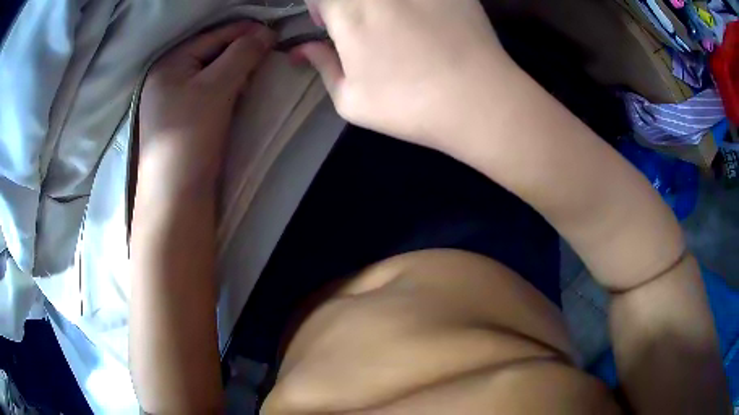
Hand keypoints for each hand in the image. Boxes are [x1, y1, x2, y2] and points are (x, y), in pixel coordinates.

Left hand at [139, 21, 275, 194]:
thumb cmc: (190, 135)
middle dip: (239, 52)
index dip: (244, 31)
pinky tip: (236, 93)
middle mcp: (166, 78)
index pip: (213, 36)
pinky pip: (206, 93)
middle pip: (210, 54)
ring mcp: (170, 101)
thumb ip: (242, 54)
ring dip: (233, 71)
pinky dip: (224, 89)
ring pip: (209, 74)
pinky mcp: (180, 121)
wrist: (175, 196)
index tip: (275, 32)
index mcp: (169, 64)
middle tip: (266, 55)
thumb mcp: (216, 87)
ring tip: (254, 74)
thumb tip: (266, 32)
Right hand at [296, 0, 512, 146]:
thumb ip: (322, 65)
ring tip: (395, 23)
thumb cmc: (409, 105)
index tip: (328, 25)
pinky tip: (426, 21)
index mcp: (349, 10)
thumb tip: (304, 49)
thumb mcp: (351, 100)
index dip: (320, 8)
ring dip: (382, 6)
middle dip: (347, 6)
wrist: (480, 101)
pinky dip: (414, 6)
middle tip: (362, 25)